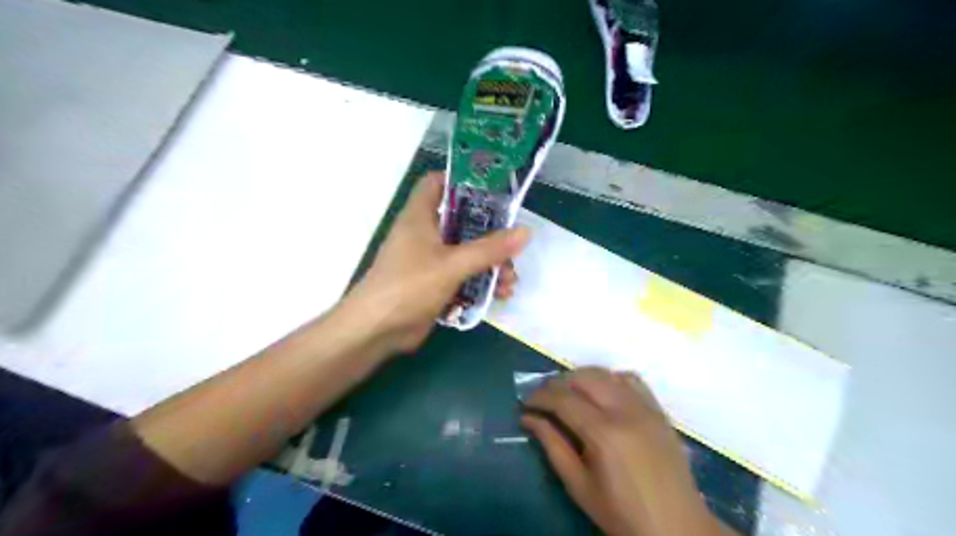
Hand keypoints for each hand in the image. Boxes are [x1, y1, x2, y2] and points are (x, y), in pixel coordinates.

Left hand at [341, 171, 525, 352]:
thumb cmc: (409, 286)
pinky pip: (461, 276)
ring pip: (465, 252)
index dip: (462, 181)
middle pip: (461, 221)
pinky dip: (479, 283)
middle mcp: (424, 234)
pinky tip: (499, 295)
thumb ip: (489, 249)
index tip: (493, 191)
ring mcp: (428, 260)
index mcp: (420, 216)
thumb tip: (525, 232)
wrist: (376, 330)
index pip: (437, 182)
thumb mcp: (452, 265)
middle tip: (512, 248)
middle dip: (490, 235)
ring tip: (509, 281)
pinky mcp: (433, 284)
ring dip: (489, 264)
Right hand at [523, 371, 724, 535]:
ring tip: (568, 393)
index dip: (539, 397)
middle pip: (583, 378)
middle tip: (543, 398)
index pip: (563, 399)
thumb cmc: (622, 513)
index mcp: (604, 433)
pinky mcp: (659, 410)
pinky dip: (611, 378)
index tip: (525, 403)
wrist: (676, 528)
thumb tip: (528, 418)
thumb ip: (552, 446)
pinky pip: (631, 379)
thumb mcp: (579, 485)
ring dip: (581, 377)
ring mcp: (646, 407)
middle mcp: (625, 411)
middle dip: (557, 383)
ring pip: (606, 373)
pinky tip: (602, 392)